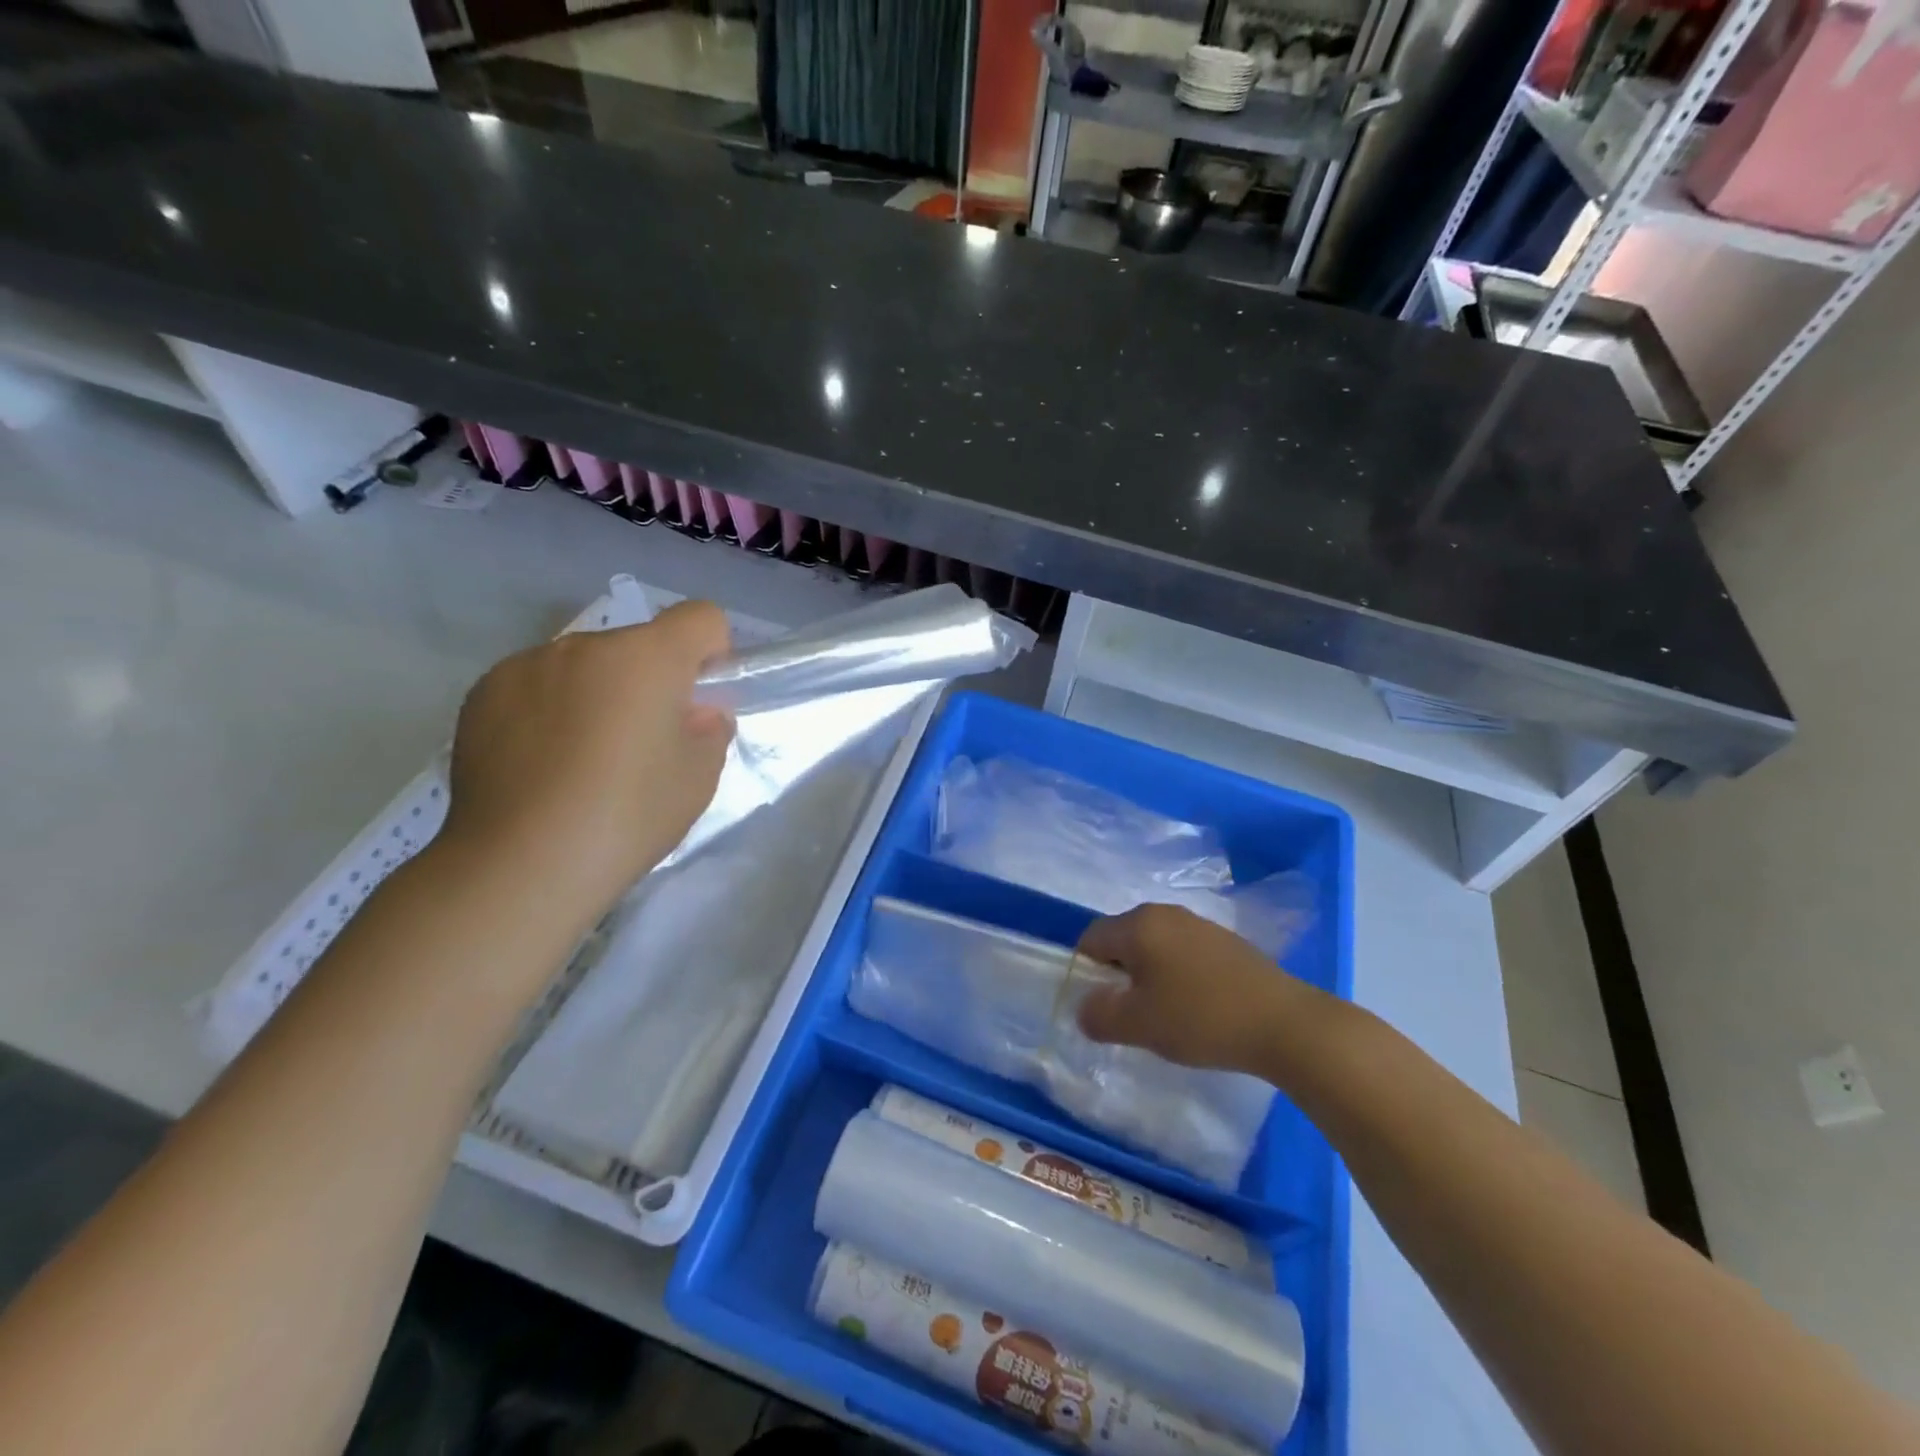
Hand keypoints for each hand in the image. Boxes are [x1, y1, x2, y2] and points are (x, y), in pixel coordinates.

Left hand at [439, 601, 733, 921]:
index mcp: (647, 658)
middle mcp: (584, 645)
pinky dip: (549, 711)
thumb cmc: (627, 816)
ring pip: (585, 666)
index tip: (698, 701)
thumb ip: (710, 730)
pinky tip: (540, 766)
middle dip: (650, 681)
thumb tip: (694, 713)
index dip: (712, 654)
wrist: (520, 865)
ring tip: (582, 760)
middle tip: (642, 745)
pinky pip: (536, 686)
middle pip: (638, 645)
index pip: (702, 617)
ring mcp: (525, 665)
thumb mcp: (698, 779)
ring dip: (597, 694)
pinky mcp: (482, 694)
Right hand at [1075, 904, 1305, 1073]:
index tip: (1101, 1007)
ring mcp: (1200, 924)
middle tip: (1130, 1014)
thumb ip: (1099, 1015)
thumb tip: (1084, 1008)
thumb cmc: (1201, 1018)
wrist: (1285, 1024)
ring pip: (1155, 947)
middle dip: (1118, 975)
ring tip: (1165, 1015)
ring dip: (1149, 976)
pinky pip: (1184, 953)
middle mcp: (1166, 913)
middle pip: (1123, 939)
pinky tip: (1197, 1008)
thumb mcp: (1139, 1026)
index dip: (1086, 972)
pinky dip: (1178, 976)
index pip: (1091, 938)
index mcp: (1139, 924)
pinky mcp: (1226, 942)